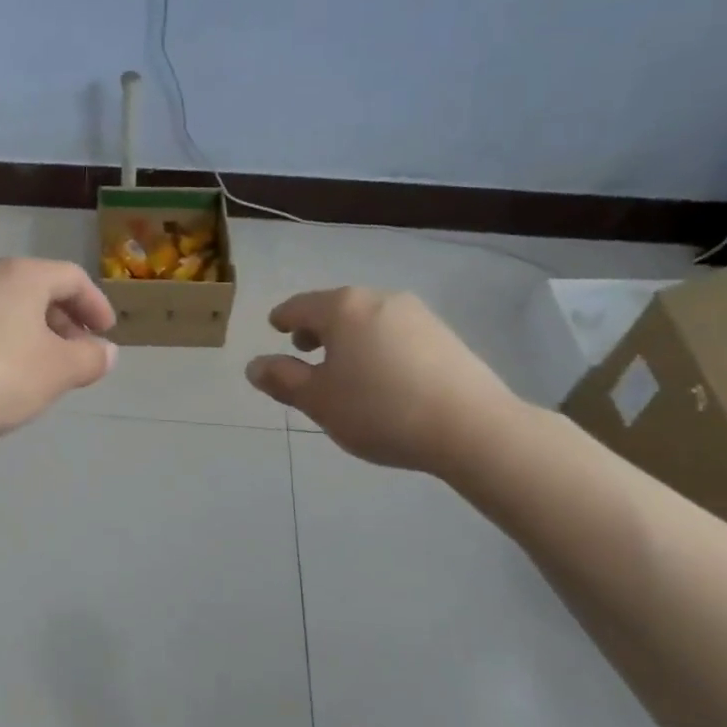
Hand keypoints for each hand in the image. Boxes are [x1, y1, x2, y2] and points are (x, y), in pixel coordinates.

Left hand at [0, 258, 117, 443]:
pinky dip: (8, 343)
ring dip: (37, 335)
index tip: (106, 334)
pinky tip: (4, 378)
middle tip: (78, 355)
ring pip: (11, 309)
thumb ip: (89, 359)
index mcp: (22, 276)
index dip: (96, 305)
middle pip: (40, 290)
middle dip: (66, 322)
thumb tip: (106, 351)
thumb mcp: (56, 372)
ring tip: (45, 371)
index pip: (72, 277)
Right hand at [245, 287, 520, 472]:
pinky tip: (382, 376)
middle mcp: (379, 300)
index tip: (275, 327)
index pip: (300, 306)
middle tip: (304, 349)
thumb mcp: (319, 401)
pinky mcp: (444, 336)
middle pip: (336, 308)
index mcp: (343, 308)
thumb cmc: (379, 409)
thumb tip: (254, 365)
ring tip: (344, 368)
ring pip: (368, 320)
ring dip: (349, 338)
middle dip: (317, 327)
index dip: (283, 318)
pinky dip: (377, 346)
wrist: (471, 427)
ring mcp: (417, 315)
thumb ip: (283, 380)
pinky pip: (395, 333)